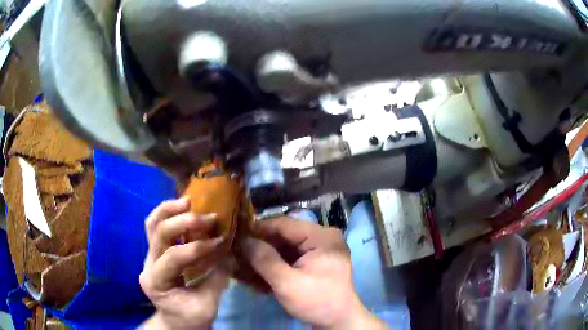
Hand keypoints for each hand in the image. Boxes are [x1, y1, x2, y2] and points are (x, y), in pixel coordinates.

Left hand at [139, 198, 228, 329]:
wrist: (176, 321)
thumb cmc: (191, 318)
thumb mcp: (208, 306)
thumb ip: (217, 279)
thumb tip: (228, 252)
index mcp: (156, 282)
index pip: (174, 257)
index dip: (197, 247)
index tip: (220, 241)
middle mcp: (148, 265)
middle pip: (158, 233)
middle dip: (184, 222)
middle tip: (208, 217)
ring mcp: (149, 256)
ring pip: (152, 224)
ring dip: (170, 210)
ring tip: (189, 201)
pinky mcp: (156, 252)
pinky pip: (156, 227)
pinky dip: (169, 214)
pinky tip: (184, 209)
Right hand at [242, 218, 384, 328]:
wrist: (339, 322)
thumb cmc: (317, 301)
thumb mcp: (287, 283)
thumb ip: (265, 260)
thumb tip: (244, 240)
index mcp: (321, 236)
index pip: (284, 224)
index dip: (259, 229)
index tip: (237, 237)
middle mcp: (322, 237)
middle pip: (284, 235)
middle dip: (261, 247)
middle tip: (238, 254)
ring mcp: (320, 250)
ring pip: (285, 247)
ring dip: (266, 257)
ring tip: (245, 266)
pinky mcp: (316, 262)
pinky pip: (292, 257)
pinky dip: (276, 265)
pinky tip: (260, 276)